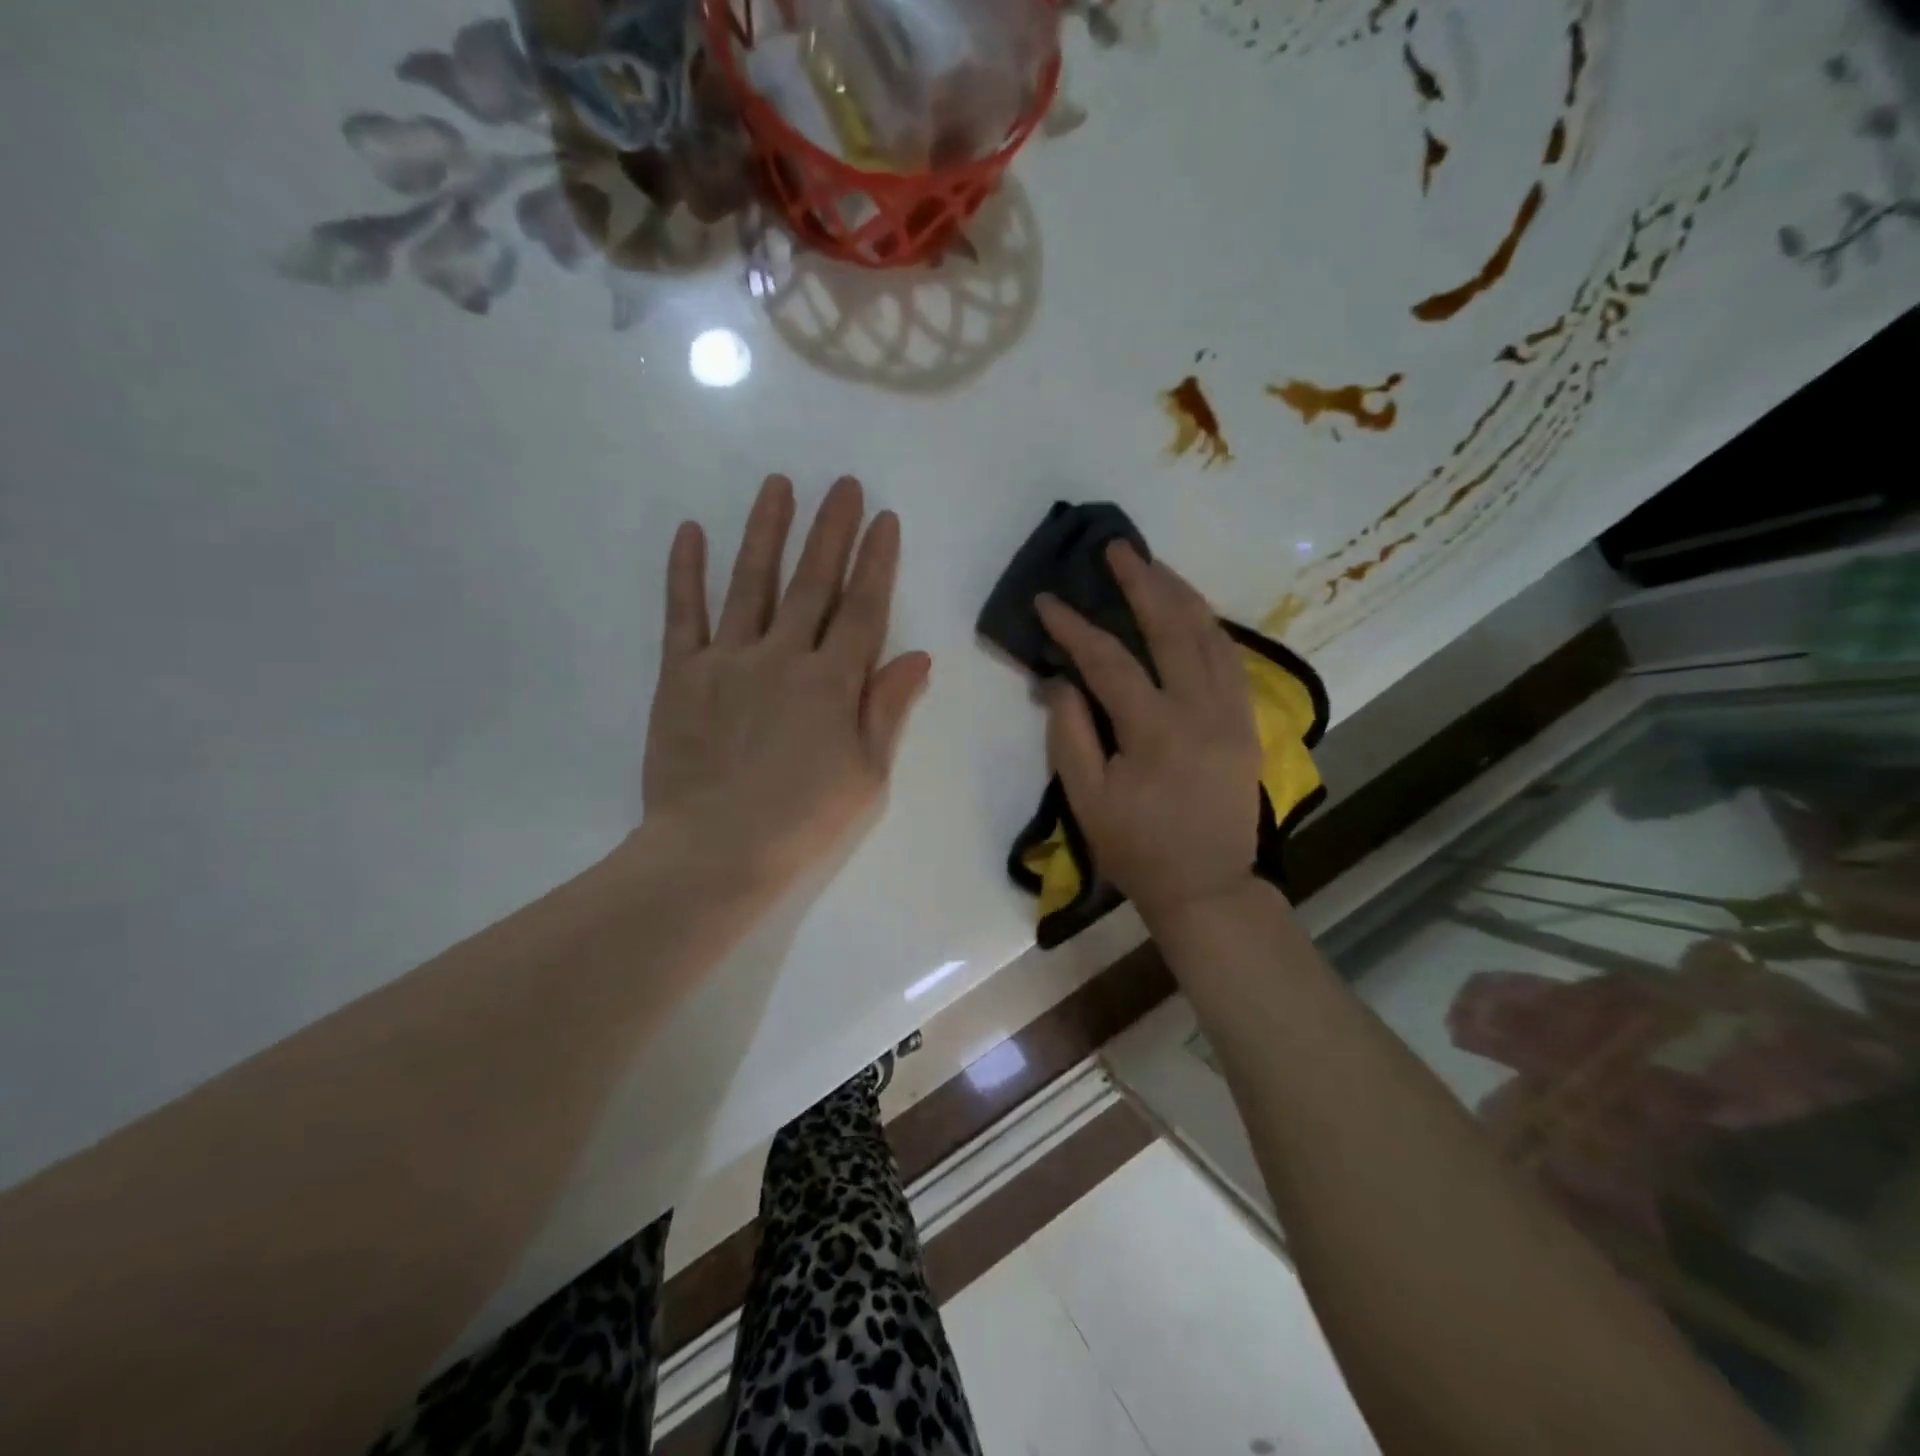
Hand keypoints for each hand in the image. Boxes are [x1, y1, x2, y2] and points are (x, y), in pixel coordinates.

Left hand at [640, 474, 930, 894]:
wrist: (714, 851)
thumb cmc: (801, 820)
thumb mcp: (866, 774)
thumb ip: (887, 708)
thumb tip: (918, 655)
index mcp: (831, 682)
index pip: (863, 608)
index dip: (876, 561)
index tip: (884, 519)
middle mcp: (782, 656)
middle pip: (813, 582)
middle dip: (831, 530)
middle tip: (843, 484)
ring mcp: (728, 659)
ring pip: (751, 582)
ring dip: (766, 531)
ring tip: (778, 485)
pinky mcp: (681, 674)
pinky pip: (683, 614)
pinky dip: (686, 572)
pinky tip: (690, 532)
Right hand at [1036, 543, 1262, 927]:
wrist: (1207, 886)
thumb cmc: (1137, 849)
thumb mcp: (1087, 800)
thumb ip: (1070, 734)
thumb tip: (1058, 680)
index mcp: (1155, 731)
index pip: (1108, 661)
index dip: (1074, 628)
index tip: (1047, 601)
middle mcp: (1200, 710)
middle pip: (1171, 629)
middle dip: (1141, 583)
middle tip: (1117, 549)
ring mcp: (1232, 713)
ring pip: (1209, 635)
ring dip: (1180, 594)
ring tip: (1154, 565)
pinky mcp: (1247, 722)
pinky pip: (1232, 659)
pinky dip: (1210, 626)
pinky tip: (1192, 610)